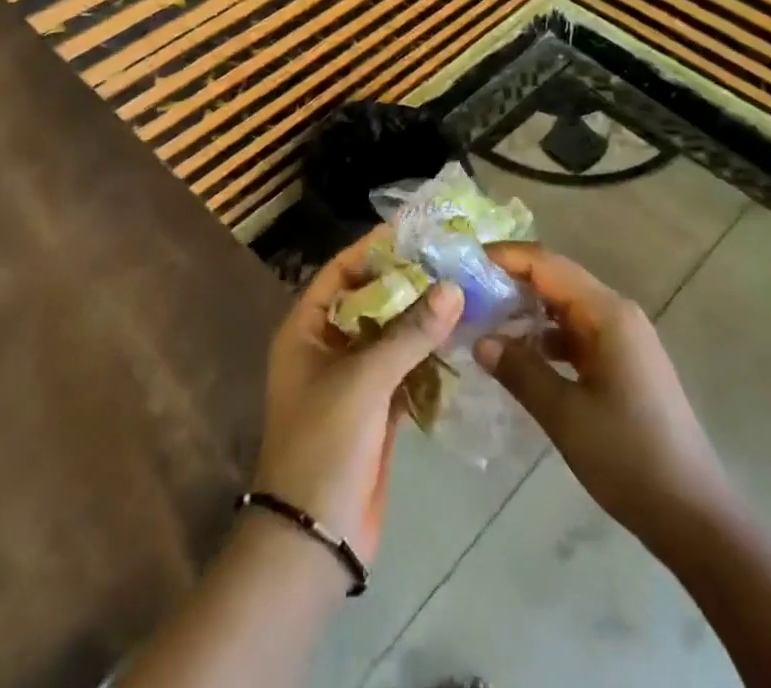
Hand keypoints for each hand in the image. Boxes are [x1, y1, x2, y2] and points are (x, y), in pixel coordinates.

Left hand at [253, 229, 463, 563]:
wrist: (315, 538)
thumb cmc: (325, 442)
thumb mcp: (364, 379)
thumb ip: (410, 332)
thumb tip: (453, 287)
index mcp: (306, 329)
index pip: (341, 272)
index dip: (373, 249)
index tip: (415, 231)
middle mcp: (328, 347)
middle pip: (370, 300)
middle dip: (406, 282)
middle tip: (450, 259)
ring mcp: (353, 380)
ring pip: (390, 335)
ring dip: (422, 318)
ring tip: (463, 291)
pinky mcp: (377, 410)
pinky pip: (405, 369)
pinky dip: (428, 356)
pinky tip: (461, 339)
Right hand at [476, 244, 725, 547]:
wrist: (694, 517)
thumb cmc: (629, 458)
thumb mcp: (565, 415)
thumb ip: (520, 371)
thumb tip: (480, 340)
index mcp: (607, 314)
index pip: (546, 264)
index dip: (505, 258)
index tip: (465, 262)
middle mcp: (617, 314)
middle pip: (556, 280)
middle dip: (512, 282)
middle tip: (467, 293)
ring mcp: (624, 339)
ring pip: (565, 308)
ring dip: (528, 311)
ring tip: (484, 322)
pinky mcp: (624, 364)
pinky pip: (577, 334)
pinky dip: (547, 338)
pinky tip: (520, 357)